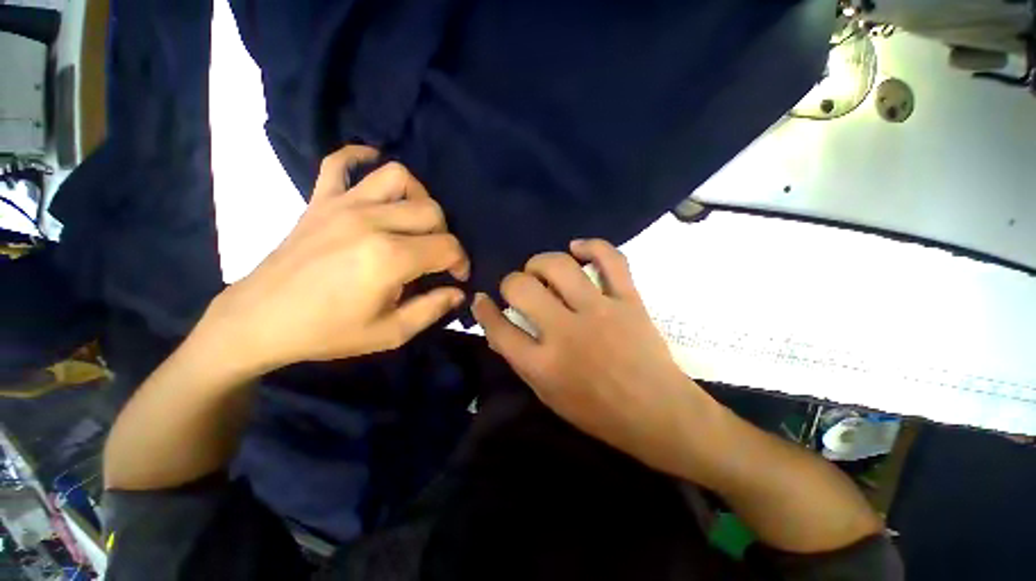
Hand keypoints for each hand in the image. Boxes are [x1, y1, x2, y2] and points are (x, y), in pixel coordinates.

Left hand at [201, 146, 469, 373]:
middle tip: (436, 256)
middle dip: (445, 234)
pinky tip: (372, 167)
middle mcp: (372, 222)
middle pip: (431, 210)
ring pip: (398, 176)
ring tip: (415, 218)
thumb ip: (432, 310)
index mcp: (390, 258)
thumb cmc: (327, 332)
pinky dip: (359, 157)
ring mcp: (342, 205)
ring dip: (418, 195)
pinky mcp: (319, 200)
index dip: (461, 262)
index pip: (447, 246)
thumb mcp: (390, 334)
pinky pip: (339, 162)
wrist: (259, 321)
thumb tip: (458, 292)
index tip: (458, 276)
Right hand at [471, 239, 715, 477]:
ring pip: (559, 267)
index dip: (484, 310)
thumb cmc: (598, 412)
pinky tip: (578, 248)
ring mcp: (600, 312)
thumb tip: (499, 330)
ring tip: (541, 269)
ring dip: (541, 262)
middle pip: (522, 288)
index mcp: (543, 365)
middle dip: (511, 282)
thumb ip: (521, 361)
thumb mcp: (549, 396)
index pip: (499, 328)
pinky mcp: (629, 301)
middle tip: (519, 288)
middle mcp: (566, 333)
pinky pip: (611, 260)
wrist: (658, 413)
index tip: (483, 299)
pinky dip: (592, 246)